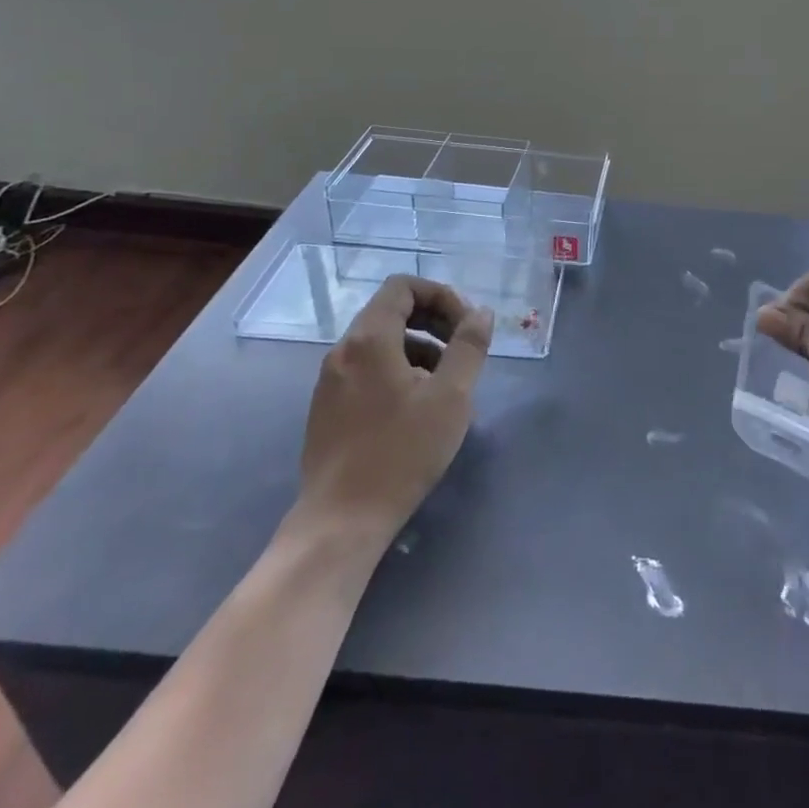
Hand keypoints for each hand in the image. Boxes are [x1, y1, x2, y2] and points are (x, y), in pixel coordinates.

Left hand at [290, 276, 492, 540]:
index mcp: (369, 339)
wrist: (341, 520)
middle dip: (434, 321)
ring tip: (447, 382)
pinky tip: (419, 408)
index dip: (441, 295)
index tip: (466, 325)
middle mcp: (343, 350)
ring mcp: (330, 381)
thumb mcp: (451, 396)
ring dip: (419, 347)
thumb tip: (481, 313)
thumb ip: (469, 346)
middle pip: (391, 311)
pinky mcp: (327, 408)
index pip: (403, 287)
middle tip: (463, 349)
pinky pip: (368, 369)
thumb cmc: (402, 452)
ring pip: (381, 342)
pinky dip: (398, 370)